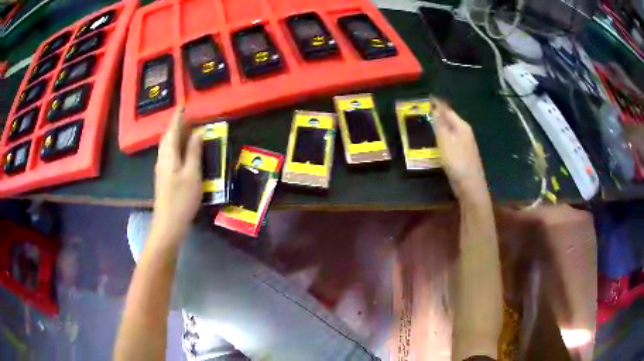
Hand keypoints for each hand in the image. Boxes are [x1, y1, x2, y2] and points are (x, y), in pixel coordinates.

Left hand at [151, 107, 201, 243]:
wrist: (168, 224)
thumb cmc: (181, 199)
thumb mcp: (192, 174)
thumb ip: (194, 151)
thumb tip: (199, 131)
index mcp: (169, 155)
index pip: (173, 130)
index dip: (178, 117)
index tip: (184, 105)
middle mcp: (162, 158)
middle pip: (167, 136)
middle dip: (176, 125)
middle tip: (189, 117)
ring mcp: (161, 168)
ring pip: (167, 145)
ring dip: (175, 134)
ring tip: (187, 130)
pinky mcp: (163, 176)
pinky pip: (168, 153)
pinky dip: (175, 145)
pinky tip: (182, 149)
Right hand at [432, 99, 487, 199]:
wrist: (470, 185)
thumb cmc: (457, 161)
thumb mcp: (445, 140)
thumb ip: (439, 123)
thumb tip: (434, 106)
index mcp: (461, 125)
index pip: (446, 108)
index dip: (435, 102)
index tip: (423, 98)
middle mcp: (464, 131)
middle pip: (448, 118)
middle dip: (435, 113)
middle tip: (419, 111)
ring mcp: (464, 143)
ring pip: (448, 129)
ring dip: (437, 125)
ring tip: (423, 124)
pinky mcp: (461, 153)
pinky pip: (449, 139)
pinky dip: (440, 137)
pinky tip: (433, 141)